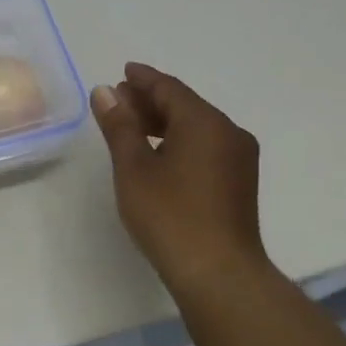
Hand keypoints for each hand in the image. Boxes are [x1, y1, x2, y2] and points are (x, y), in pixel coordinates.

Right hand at [90, 63, 270, 297]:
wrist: (218, 272)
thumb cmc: (170, 216)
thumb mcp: (134, 168)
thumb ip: (120, 126)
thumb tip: (105, 92)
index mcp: (205, 122)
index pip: (169, 88)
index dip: (142, 79)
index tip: (122, 72)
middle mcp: (229, 132)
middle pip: (185, 105)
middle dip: (151, 101)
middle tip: (118, 101)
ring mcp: (239, 158)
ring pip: (197, 127)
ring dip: (164, 123)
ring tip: (132, 127)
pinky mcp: (239, 182)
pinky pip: (206, 146)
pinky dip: (180, 141)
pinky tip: (159, 155)